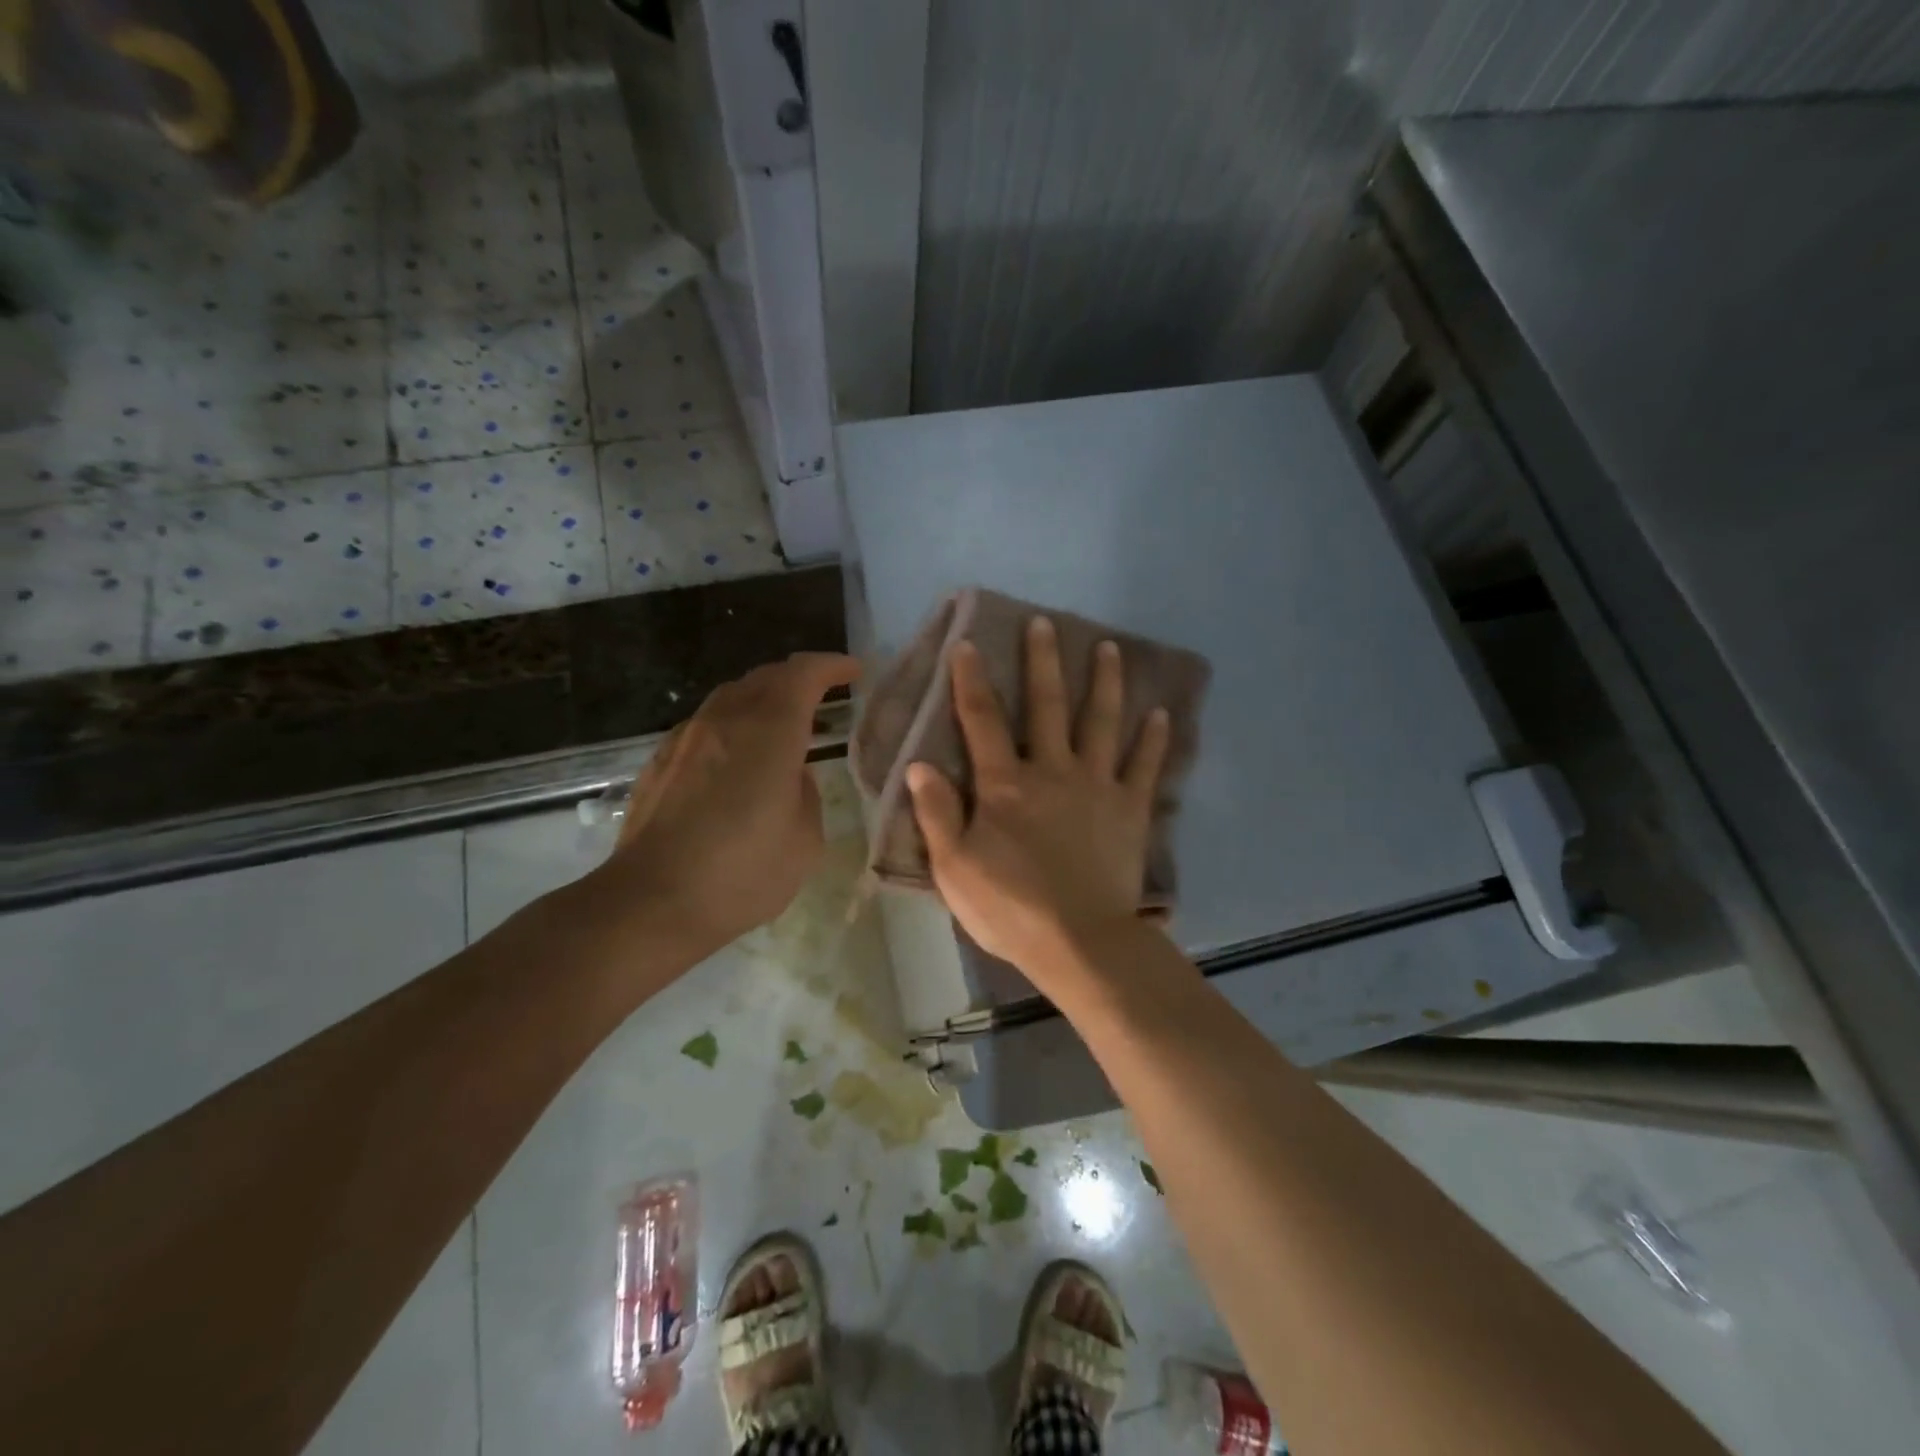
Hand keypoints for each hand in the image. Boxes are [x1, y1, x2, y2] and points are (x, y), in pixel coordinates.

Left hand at [598, 652, 860, 953]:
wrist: (651, 902)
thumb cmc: (741, 874)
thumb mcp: (804, 841)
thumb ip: (806, 794)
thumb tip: (791, 774)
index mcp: (769, 733)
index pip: (803, 674)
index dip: (832, 665)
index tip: (853, 671)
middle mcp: (726, 721)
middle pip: (765, 677)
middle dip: (798, 677)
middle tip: (823, 694)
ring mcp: (687, 738)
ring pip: (731, 696)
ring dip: (763, 698)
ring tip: (782, 722)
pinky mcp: (661, 761)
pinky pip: (706, 723)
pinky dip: (733, 723)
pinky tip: (737, 755)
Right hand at [907, 616, 1169, 984]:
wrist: (1080, 942)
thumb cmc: (1011, 908)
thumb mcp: (954, 869)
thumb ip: (937, 814)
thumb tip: (918, 766)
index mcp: (1005, 785)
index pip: (983, 720)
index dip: (971, 680)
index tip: (967, 644)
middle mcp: (1052, 771)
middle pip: (1047, 707)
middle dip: (1043, 662)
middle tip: (1046, 623)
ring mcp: (1096, 787)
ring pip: (1101, 723)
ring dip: (1104, 683)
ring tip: (1108, 648)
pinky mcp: (1129, 809)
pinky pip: (1144, 767)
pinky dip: (1154, 739)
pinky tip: (1161, 713)